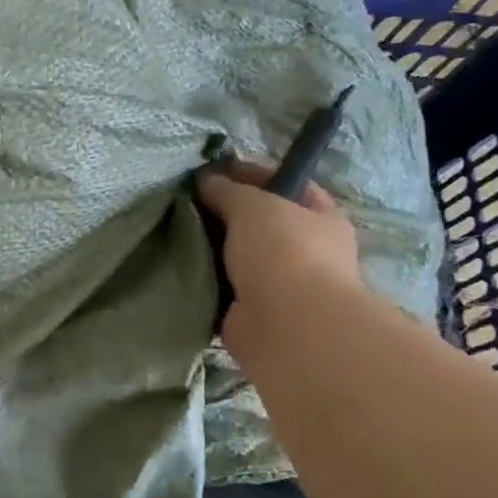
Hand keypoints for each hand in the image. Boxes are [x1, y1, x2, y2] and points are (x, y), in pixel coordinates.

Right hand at [197, 169, 363, 348]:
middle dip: (226, 213)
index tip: (214, 171)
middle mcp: (307, 251)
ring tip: (176, 233)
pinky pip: (223, 287)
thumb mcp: (253, 205)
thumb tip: (207, 181)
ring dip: (212, 248)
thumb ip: (228, 190)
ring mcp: (281, 285)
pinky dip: (204, 280)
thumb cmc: (283, 252)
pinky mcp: (253, 312)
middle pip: (261, 222)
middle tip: (188, 203)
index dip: (253, 173)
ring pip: (239, 256)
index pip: (289, 185)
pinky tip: (180, 267)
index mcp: (322, 218)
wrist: (288, 327)